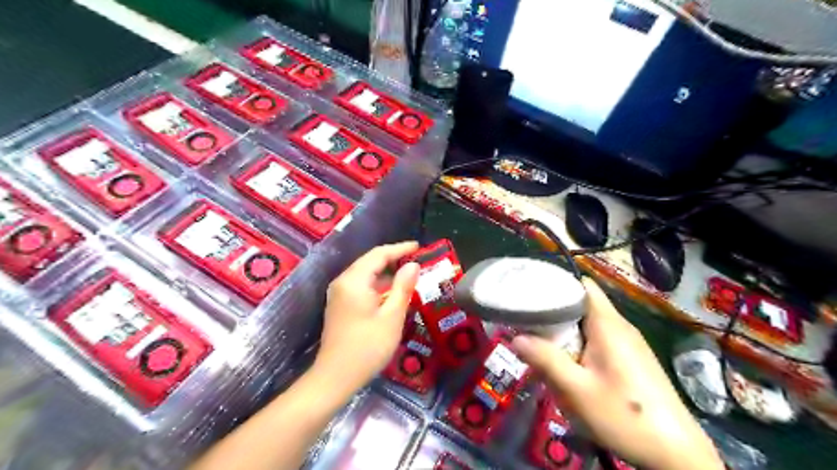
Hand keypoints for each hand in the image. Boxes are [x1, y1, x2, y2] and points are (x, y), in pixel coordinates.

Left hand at [313, 243, 420, 396]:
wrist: (335, 378)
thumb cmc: (367, 348)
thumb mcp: (392, 317)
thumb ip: (403, 287)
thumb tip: (413, 265)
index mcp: (354, 281)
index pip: (379, 254)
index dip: (400, 248)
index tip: (419, 247)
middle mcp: (342, 282)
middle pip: (370, 262)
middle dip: (394, 259)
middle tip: (417, 261)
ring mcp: (338, 294)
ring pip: (365, 274)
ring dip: (386, 273)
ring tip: (409, 276)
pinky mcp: (339, 305)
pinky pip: (361, 286)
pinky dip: (377, 285)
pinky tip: (391, 293)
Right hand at [510, 279, 725, 468]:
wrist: (677, 454)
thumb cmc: (625, 416)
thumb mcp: (577, 390)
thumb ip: (545, 360)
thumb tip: (515, 338)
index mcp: (608, 324)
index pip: (582, 285)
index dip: (557, 284)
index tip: (531, 294)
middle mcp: (620, 326)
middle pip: (582, 305)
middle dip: (555, 315)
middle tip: (529, 327)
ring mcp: (628, 343)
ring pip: (589, 326)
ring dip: (566, 335)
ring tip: (543, 348)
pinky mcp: (632, 359)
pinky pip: (598, 342)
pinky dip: (580, 347)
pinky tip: (570, 369)